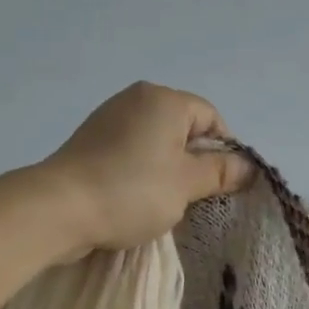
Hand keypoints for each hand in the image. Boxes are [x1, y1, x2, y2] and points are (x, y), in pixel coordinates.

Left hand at [37, 83, 252, 252]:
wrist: (59, 209)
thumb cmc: (132, 191)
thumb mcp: (186, 184)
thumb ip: (221, 172)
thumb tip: (250, 167)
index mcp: (164, 99)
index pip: (211, 118)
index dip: (224, 151)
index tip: (222, 186)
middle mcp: (136, 99)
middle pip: (183, 129)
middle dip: (194, 163)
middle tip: (195, 198)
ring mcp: (109, 119)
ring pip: (156, 144)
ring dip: (167, 172)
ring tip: (164, 203)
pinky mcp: (90, 143)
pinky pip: (130, 153)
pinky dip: (140, 173)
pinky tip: (136, 200)